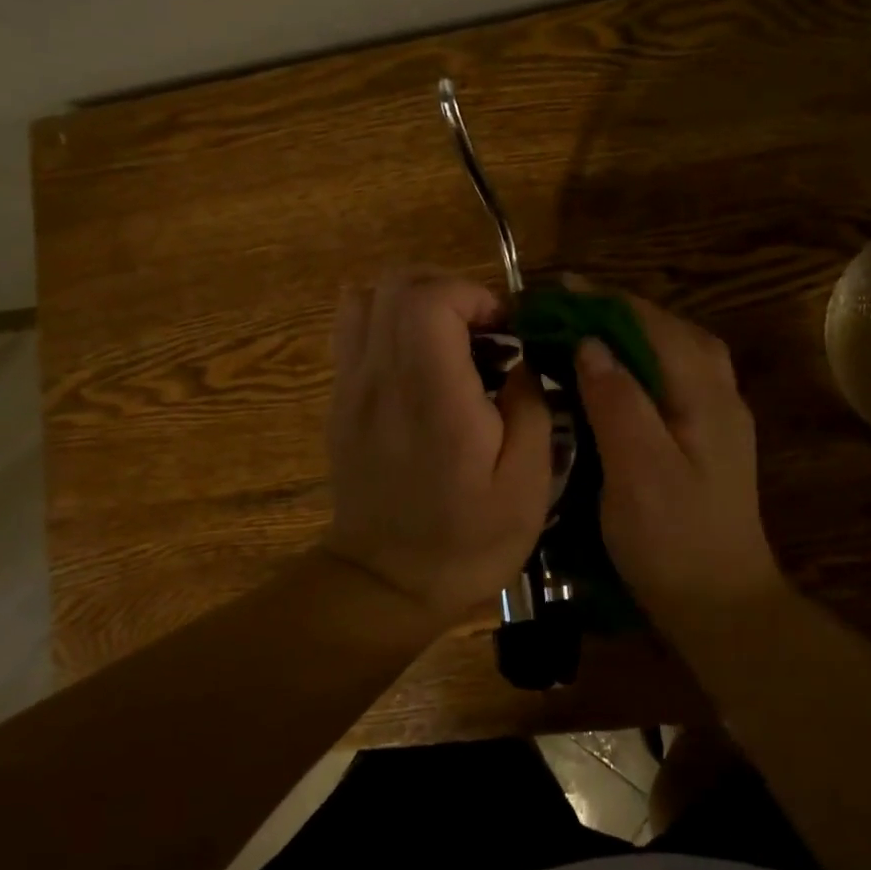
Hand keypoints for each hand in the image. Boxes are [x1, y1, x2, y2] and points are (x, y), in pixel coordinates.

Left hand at [322, 267, 551, 625]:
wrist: (386, 584)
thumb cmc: (466, 540)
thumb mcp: (527, 484)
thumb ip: (530, 406)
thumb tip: (520, 362)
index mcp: (432, 395)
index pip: (430, 298)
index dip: (473, 295)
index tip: (504, 331)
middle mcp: (382, 378)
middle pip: (396, 285)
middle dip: (449, 290)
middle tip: (483, 331)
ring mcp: (351, 386)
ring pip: (366, 298)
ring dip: (414, 301)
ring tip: (450, 338)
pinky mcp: (340, 400)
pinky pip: (352, 330)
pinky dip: (386, 322)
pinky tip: (419, 359)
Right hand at [573, 295, 784, 613]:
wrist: (721, 605)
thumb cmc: (673, 540)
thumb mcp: (637, 470)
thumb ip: (617, 401)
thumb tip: (592, 343)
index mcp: (705, 395)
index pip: (653, 324)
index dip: (604, 302)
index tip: (557, 289)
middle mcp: (720, 394)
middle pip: (670, 330)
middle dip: (618, 310)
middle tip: (566, 309)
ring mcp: (718, 417)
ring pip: (676, 352)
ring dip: (633, 333)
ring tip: (587, 331)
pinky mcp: (709, 439)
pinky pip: (675, 378)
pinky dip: (643, 362)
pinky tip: (615, 379)